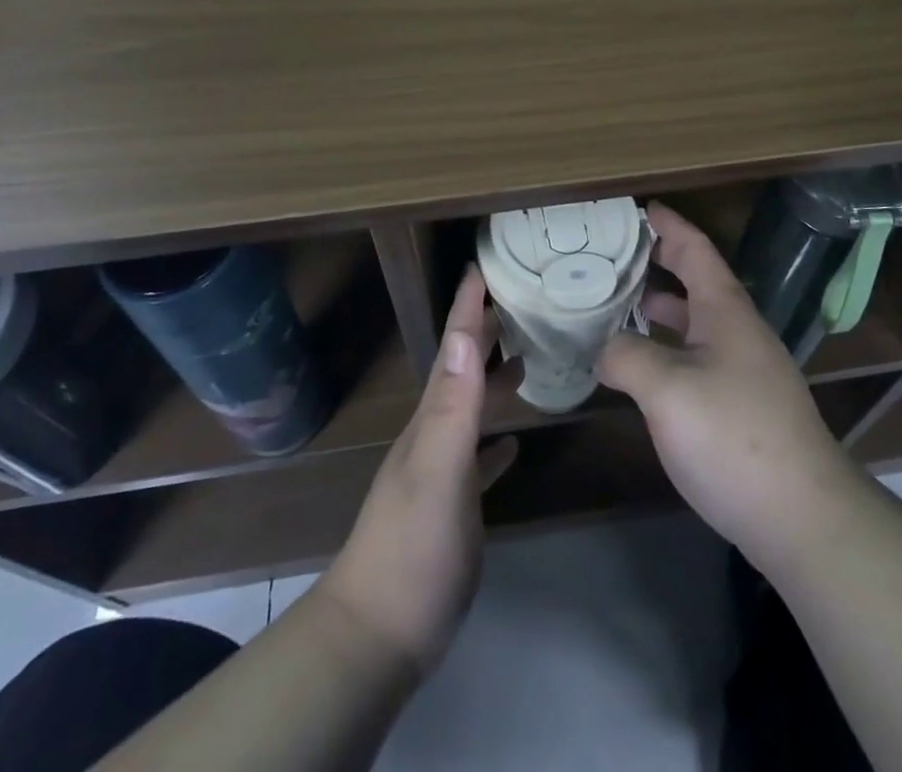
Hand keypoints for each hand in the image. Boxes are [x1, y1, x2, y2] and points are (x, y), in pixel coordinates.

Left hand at [316, 267, 516, 673]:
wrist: (378, 635)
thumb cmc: (412, 548)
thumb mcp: (437, 471)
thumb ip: (452, 407)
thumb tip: (463, 337)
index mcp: (432, 419)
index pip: (452, 349)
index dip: (466, 307)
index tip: (482, 267)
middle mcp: (434, 435)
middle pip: (462, 370)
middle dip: (483, 331)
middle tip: (516, 299)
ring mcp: (441, 473)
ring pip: (470, 409)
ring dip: (491, 379)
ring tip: (524, 356)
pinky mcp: (453, 509)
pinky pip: (478, 460)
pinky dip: (495, 442)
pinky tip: (514, 441)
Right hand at [597, 201, 861, 570]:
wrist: (802, 516)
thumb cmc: (733, 436)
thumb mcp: (667, 390)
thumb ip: (627, 356)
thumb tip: (605, 348)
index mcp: (725, 310)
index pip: (695, 248)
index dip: (668, 225)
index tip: (639, 208)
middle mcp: (737, 331)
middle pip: (696, 280)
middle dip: (659, 263)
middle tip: (614, 256)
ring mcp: (743, 370)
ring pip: (695, 322)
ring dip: (660, 308)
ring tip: (617, 306)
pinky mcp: (742, 406)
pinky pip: (696, 356)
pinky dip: (667, 347)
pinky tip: (642, 368)